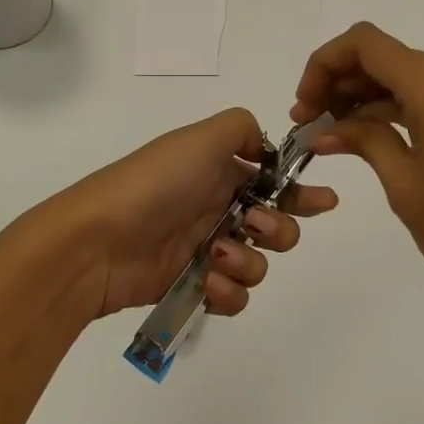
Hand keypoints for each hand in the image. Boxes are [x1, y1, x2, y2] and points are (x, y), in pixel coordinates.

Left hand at [42, 108, 338, 321]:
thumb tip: (264, 150)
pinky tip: (209, 282)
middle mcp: (216, 207)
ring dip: (249, 261)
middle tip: (255, 226)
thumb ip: (243, 129)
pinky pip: (233, 295)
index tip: (325, 201)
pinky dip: (228, 290)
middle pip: (275, 224)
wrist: (98, 241)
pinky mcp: (193, 286)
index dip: (300, 191)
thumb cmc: (156, 183)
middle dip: (278, 227)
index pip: (272, 180)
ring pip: (258, 262)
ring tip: (218, 253)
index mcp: (219, 170)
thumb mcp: (201, 137)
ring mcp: (204, 249)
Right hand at [292, 23, 423, 309]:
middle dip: (340, 81)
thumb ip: (362, 139)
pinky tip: (362, 133)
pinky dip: (393, 107)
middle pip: (386, 56)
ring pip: (405, 74)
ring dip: (364, 95)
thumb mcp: (402, 180)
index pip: (368, 44)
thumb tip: (323, 129)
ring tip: (328, 131)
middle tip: (307, 121)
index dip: (326, 63)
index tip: (304, 102)